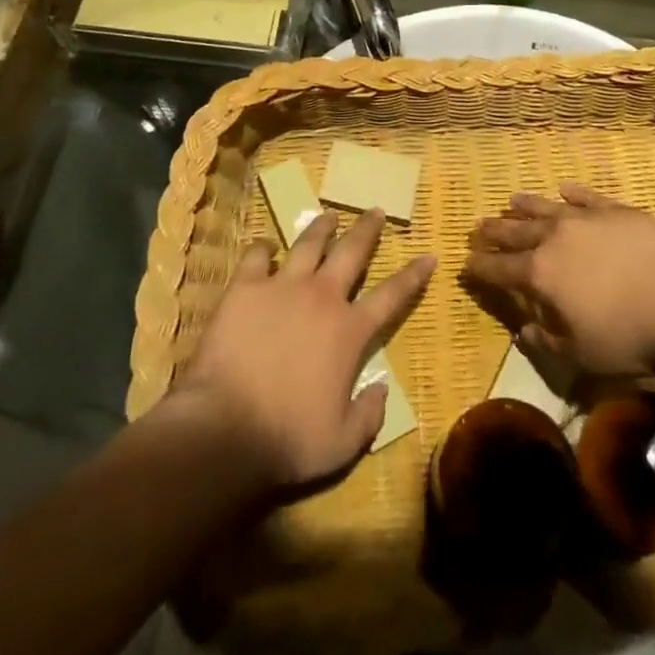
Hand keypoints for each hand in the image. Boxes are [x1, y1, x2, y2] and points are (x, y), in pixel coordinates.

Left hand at [175, 209, 434, 491]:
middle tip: (375, 211)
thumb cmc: (289, 439)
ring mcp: (282, 286)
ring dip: (322, 227)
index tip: (428, 255)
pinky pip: (257, 255)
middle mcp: (322, 297)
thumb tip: (382, 389)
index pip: (392, 295)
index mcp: (350, 331)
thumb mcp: (342, 443)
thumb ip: (369, 415)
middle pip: (352, 251)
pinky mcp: (245, 287)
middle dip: (367, 229)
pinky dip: (265, 247)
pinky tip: (267, 246)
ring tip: (329, 216)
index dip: (413, 275)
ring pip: (308, 243)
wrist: (226, 428)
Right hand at [464, 184, 654, 376]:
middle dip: (496, 231)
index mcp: (541, 275)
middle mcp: (555, 239)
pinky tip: (565, 188)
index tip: (466, 263)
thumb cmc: (628, 335)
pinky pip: (586, 197)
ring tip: (512, 200)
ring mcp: (585, 219)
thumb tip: (525, 331)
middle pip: (517, 231)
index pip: (500, 269)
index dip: (481, 267)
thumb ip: (548, 340)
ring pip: (546, 208)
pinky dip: (573, 193)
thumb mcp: (582, 354)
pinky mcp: (615, 210)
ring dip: (526, 205)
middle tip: (479, 226)